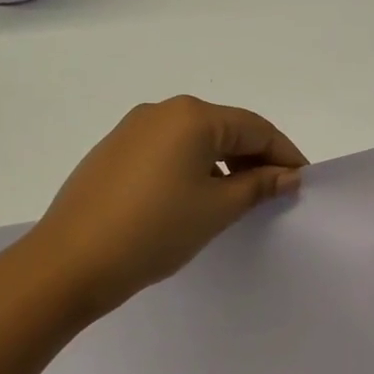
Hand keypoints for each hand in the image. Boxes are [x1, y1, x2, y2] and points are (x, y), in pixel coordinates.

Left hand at [26, 96, 307, 320]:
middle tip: (275, 193)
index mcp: (192, 116)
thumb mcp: (217, 209)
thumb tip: (287, 175)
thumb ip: (258, 185)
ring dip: (223, 164)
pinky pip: (168, 151)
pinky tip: (196, 198)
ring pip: (195, 140)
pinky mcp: (114, 151)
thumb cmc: (155, 231)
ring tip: (238, 199)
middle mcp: (162, 111)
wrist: (69, 262)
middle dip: (255, 158)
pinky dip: (192, 168)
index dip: (285, 154)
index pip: (256, 128)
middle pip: (225, 128)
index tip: (303, 182)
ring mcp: (133, 129)